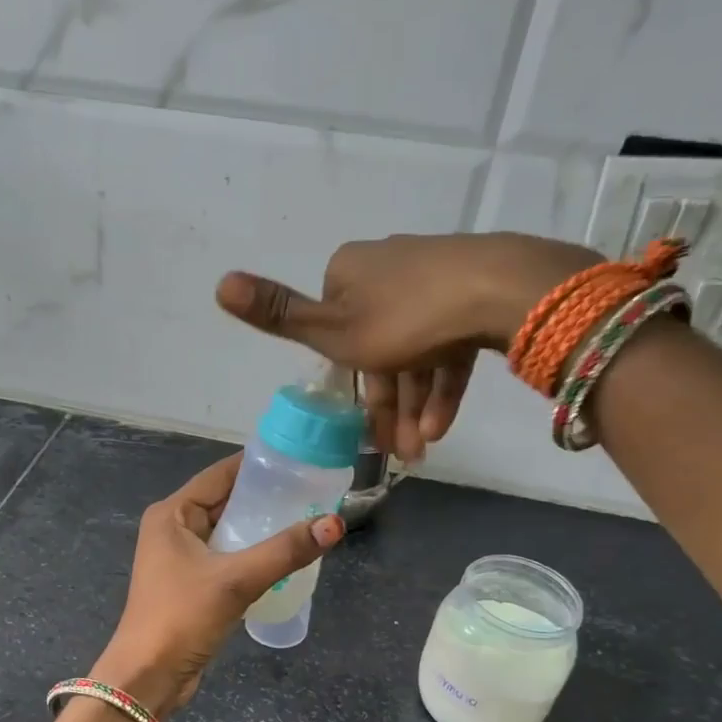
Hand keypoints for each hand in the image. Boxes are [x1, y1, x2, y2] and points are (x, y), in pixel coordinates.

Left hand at [92, 453, 344, 716]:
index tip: (299, 461)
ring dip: (262, 529)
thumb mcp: (235, 580)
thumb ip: (285, 550)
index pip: (220, 475)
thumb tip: (335, 523)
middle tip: (314, 492)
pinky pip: (228, 558)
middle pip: (226, 502)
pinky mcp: (192, 585)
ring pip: (229, 532)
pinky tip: (286, 558)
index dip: (258, 465)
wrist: (148, 677)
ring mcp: (182, 558)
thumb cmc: (182, 618)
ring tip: (308, 521)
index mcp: (172, 514)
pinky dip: (253, 555)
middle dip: (266, 498)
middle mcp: (174, 529)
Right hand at [215, 232, 598, 459]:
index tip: (361, 428)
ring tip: (423, 449)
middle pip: (378, 348)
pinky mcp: (472, 290)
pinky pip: (447, 343)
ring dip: (414, 406)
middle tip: (398, 453)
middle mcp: (386, 268)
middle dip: (387, 407)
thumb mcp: (333, 330)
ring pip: (415, 351)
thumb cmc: (405, 319)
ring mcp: (434, 277)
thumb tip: (218, 283)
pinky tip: (442, 425)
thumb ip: (279, 315)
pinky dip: (442, 384)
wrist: (502, 290)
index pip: (337, 333)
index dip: (349, 386)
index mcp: (348, 272)